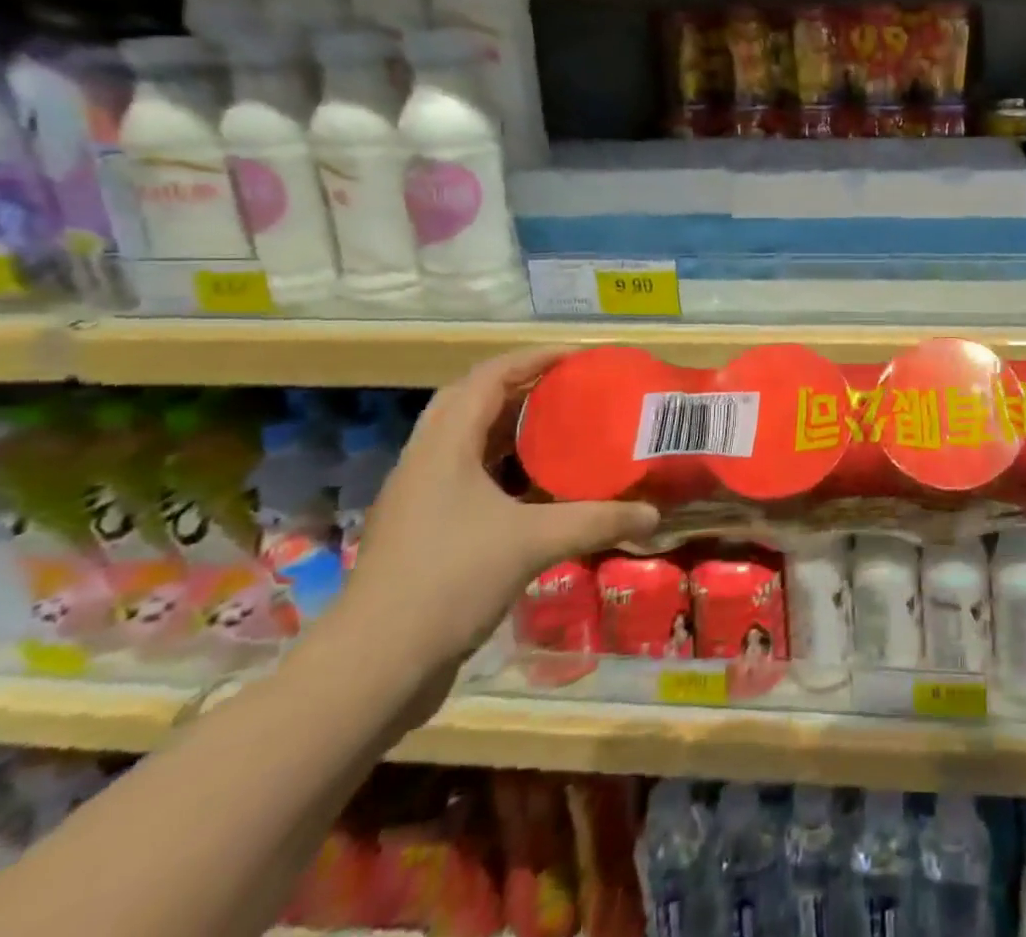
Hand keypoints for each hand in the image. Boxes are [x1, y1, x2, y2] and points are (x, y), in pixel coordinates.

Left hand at [332, 349, 658, 682]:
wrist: (372, 668)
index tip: (578, 358)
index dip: (533, 359)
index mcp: (444, 446)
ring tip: (557, 427)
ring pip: (465, 439)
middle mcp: (425, 461)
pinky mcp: (420, 530)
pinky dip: (500, 465)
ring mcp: (417, 497)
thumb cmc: (450, 582)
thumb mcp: (534, 542)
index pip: (488, 378)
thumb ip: (597, 521)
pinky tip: (533, 487)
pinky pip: (464, 475)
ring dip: (508, 425)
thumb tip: (653, 514)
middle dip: (520, 386)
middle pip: (470, 400)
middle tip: (567, 388)